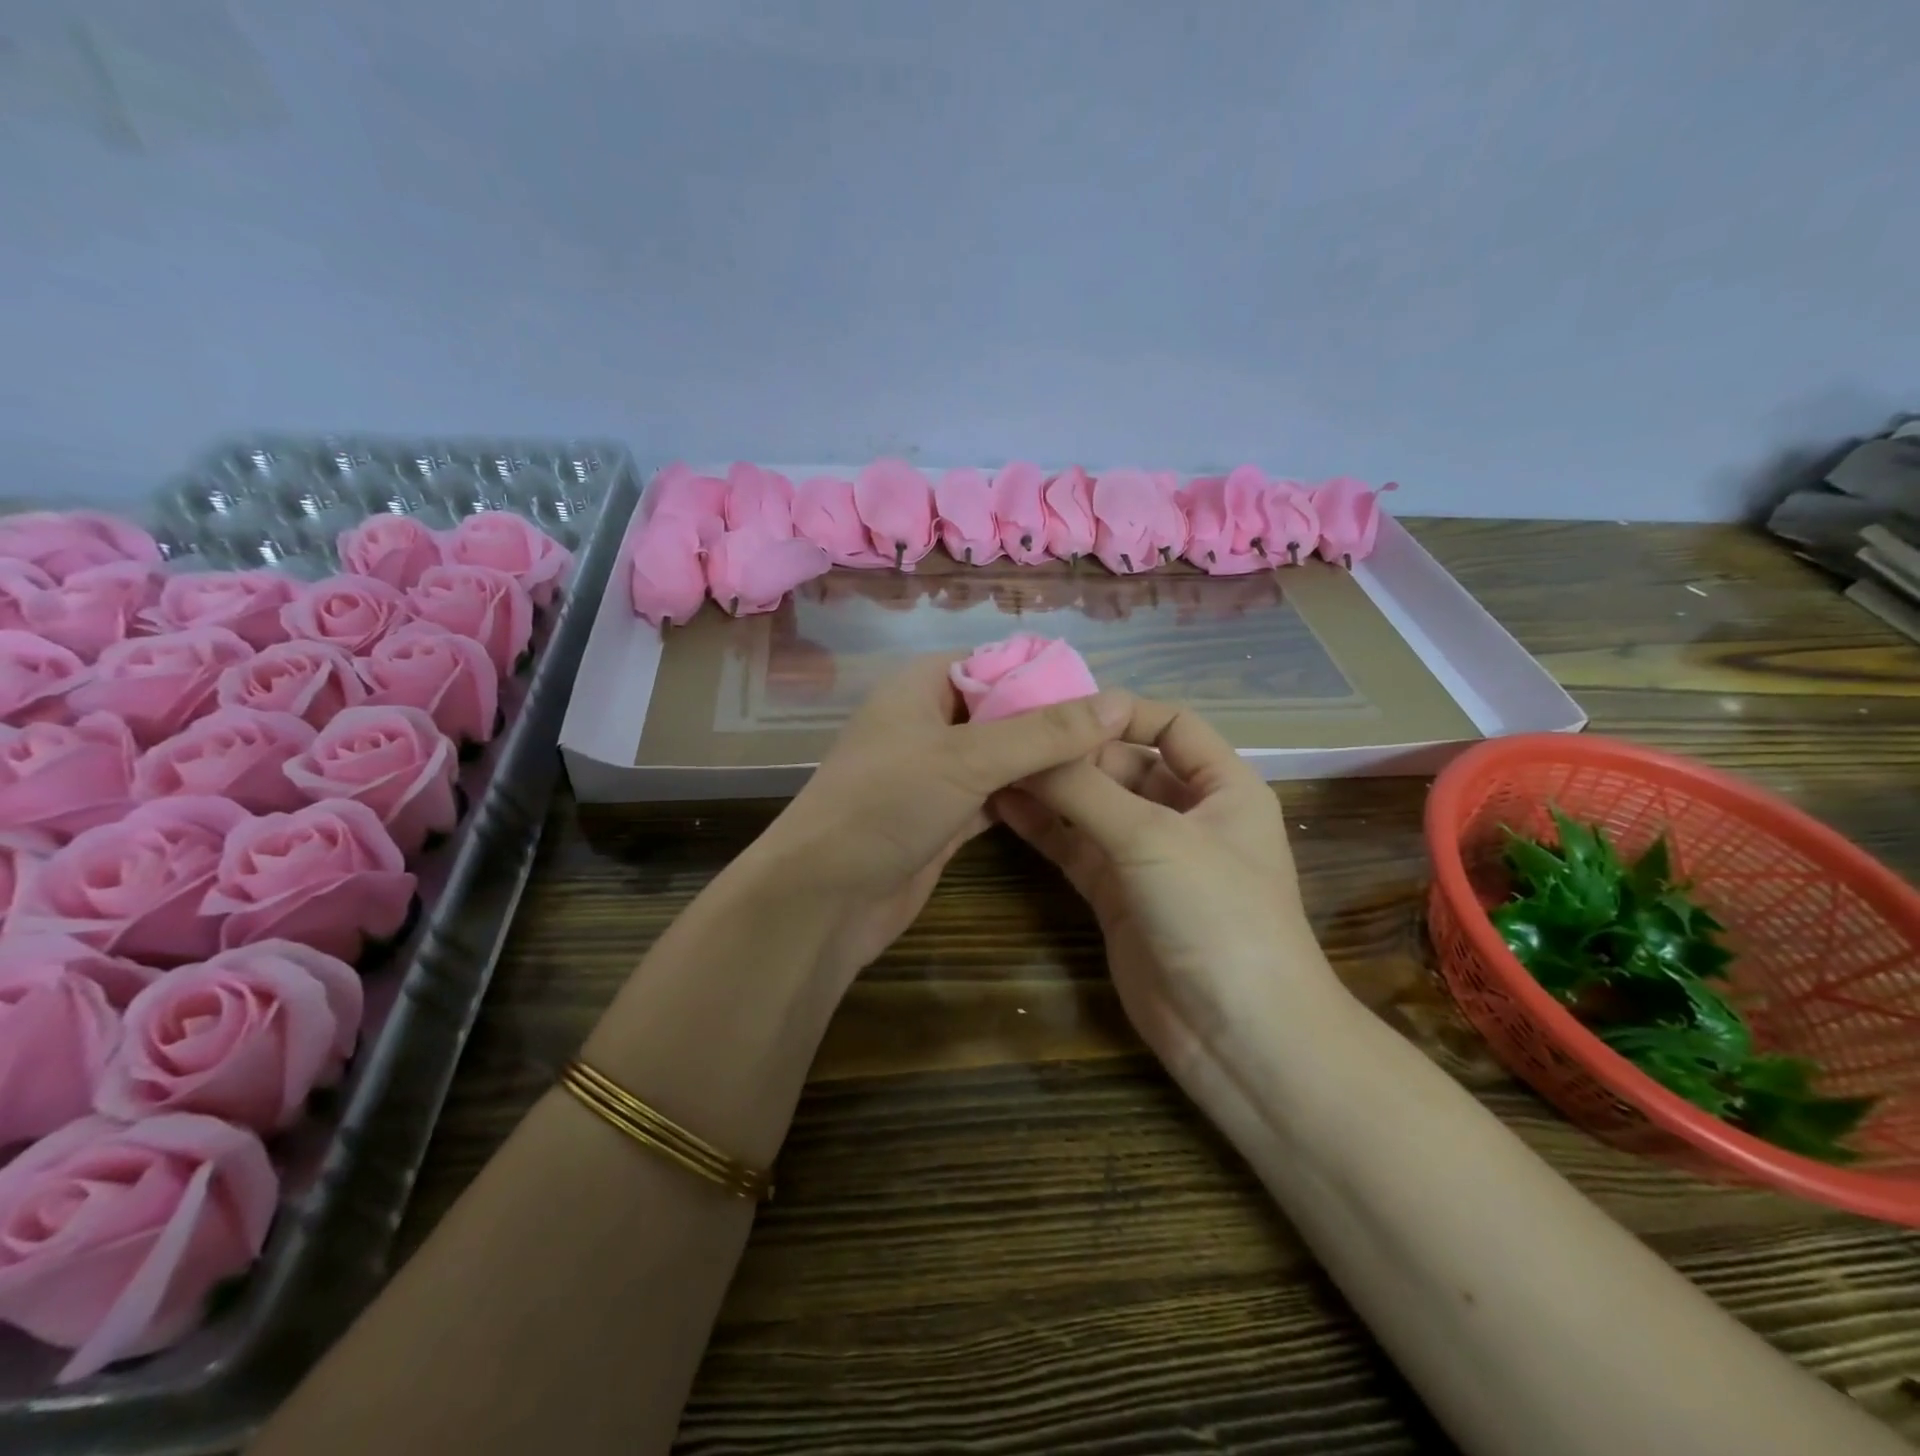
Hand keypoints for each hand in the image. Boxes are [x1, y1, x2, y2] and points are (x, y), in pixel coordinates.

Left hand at [754, 655, 1132, 978]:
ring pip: (1000, 757)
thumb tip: (1117, 702)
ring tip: (1108, 764)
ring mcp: (933, 774)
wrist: (823, 898)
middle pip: (1001, 711)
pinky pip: (994, 796)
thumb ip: (1043, 732)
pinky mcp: (942, 818)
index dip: (1044, 674)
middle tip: (1117, 735)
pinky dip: (1027, 797)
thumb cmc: (887, 804)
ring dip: (1043, 762)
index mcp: (920, 687)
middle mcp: (926, 724)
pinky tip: (1072, 801)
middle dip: (1052, 721)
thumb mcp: (968, 758)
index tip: (1103, 694)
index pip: (993, 663)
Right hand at [994, 698, 1347, 1097]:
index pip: (1171, 725)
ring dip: (1051, 788)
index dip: (1120, 711)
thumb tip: (1028, 745)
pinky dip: (1044, 827)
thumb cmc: (1216, 914)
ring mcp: (1147, 857)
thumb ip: (1086, 789)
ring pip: (1093, 806)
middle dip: (1073, 751)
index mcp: (1222, 786)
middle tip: (1009, 733)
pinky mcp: (1115, 895)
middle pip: (1123, 764)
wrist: (1237, 1035)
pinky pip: (1075, 847)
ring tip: (993, 762)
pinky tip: (1002, 806)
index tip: (1059, 707)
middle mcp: (1185, 814)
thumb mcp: (1153, 838)